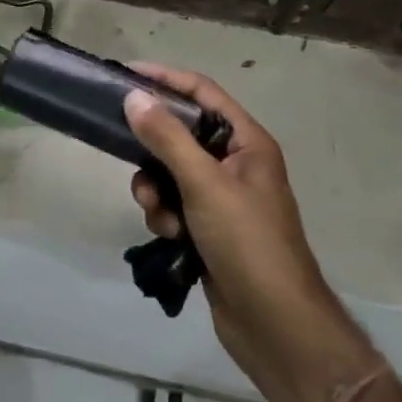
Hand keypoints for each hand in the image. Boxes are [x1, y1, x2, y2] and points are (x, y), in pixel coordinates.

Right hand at [124, 66, 378, 401]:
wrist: (276, 327)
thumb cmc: (247, 243)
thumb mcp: (205, 184)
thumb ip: (167, 138)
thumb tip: (134, 96)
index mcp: (247, 142)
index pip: (202, 92)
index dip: (166, 79)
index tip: (126, 75)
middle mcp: (236, 163)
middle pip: (181, 134)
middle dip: (153, 148)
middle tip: (125, 149)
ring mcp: (223, 199)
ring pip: (171, 173)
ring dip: (156, 189)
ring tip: (158, 213)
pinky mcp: (209, 229)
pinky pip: (174, 205)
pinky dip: (165, 216)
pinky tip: (170, 237)